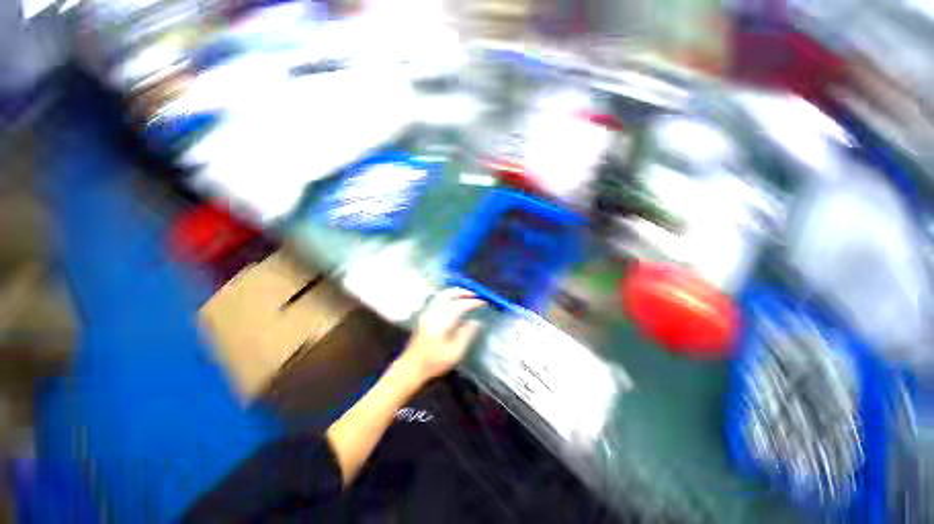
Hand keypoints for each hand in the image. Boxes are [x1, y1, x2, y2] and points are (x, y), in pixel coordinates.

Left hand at [398, 288, 485, 382]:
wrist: (411, 367)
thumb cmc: (434, 362)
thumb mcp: (455, 352)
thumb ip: (467, 335)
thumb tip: (476, 322)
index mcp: (443, 321)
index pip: (461, 305)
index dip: (474, 302)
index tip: (483, 302)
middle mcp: (434, 312)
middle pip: (449, 294)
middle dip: (463, 292)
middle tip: (475, 295)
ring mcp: (427, 312)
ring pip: (442, 295)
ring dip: (455, 292)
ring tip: (466, 296)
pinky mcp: (424, 316)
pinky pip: (438, 299)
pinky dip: (448, 296)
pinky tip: (454, 302)